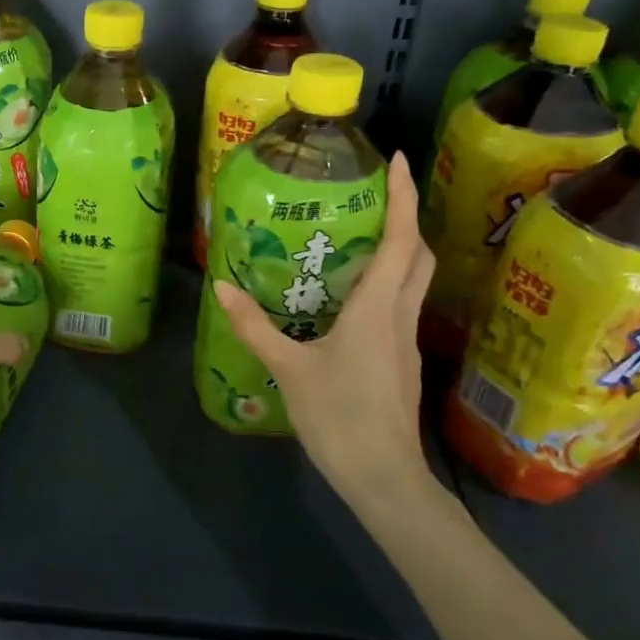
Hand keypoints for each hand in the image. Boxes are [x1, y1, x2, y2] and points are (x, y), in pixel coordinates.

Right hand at [212, 151, 438, 516]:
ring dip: (399, 249)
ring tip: (360, 236)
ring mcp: (404, 340)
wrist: (384, 479)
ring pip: (413, 281)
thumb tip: (221, 287)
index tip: (396, 160)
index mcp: (377, 309)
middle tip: (374, 195)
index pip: (401, 240)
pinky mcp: (400, 361)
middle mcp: (398, 316)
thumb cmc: (340, 418)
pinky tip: (352, 296)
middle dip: (405, 217)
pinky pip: (398, 306)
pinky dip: (386, 283)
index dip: (401, 197)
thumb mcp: (290, 369)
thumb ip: (254, 327)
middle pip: (418, 255)